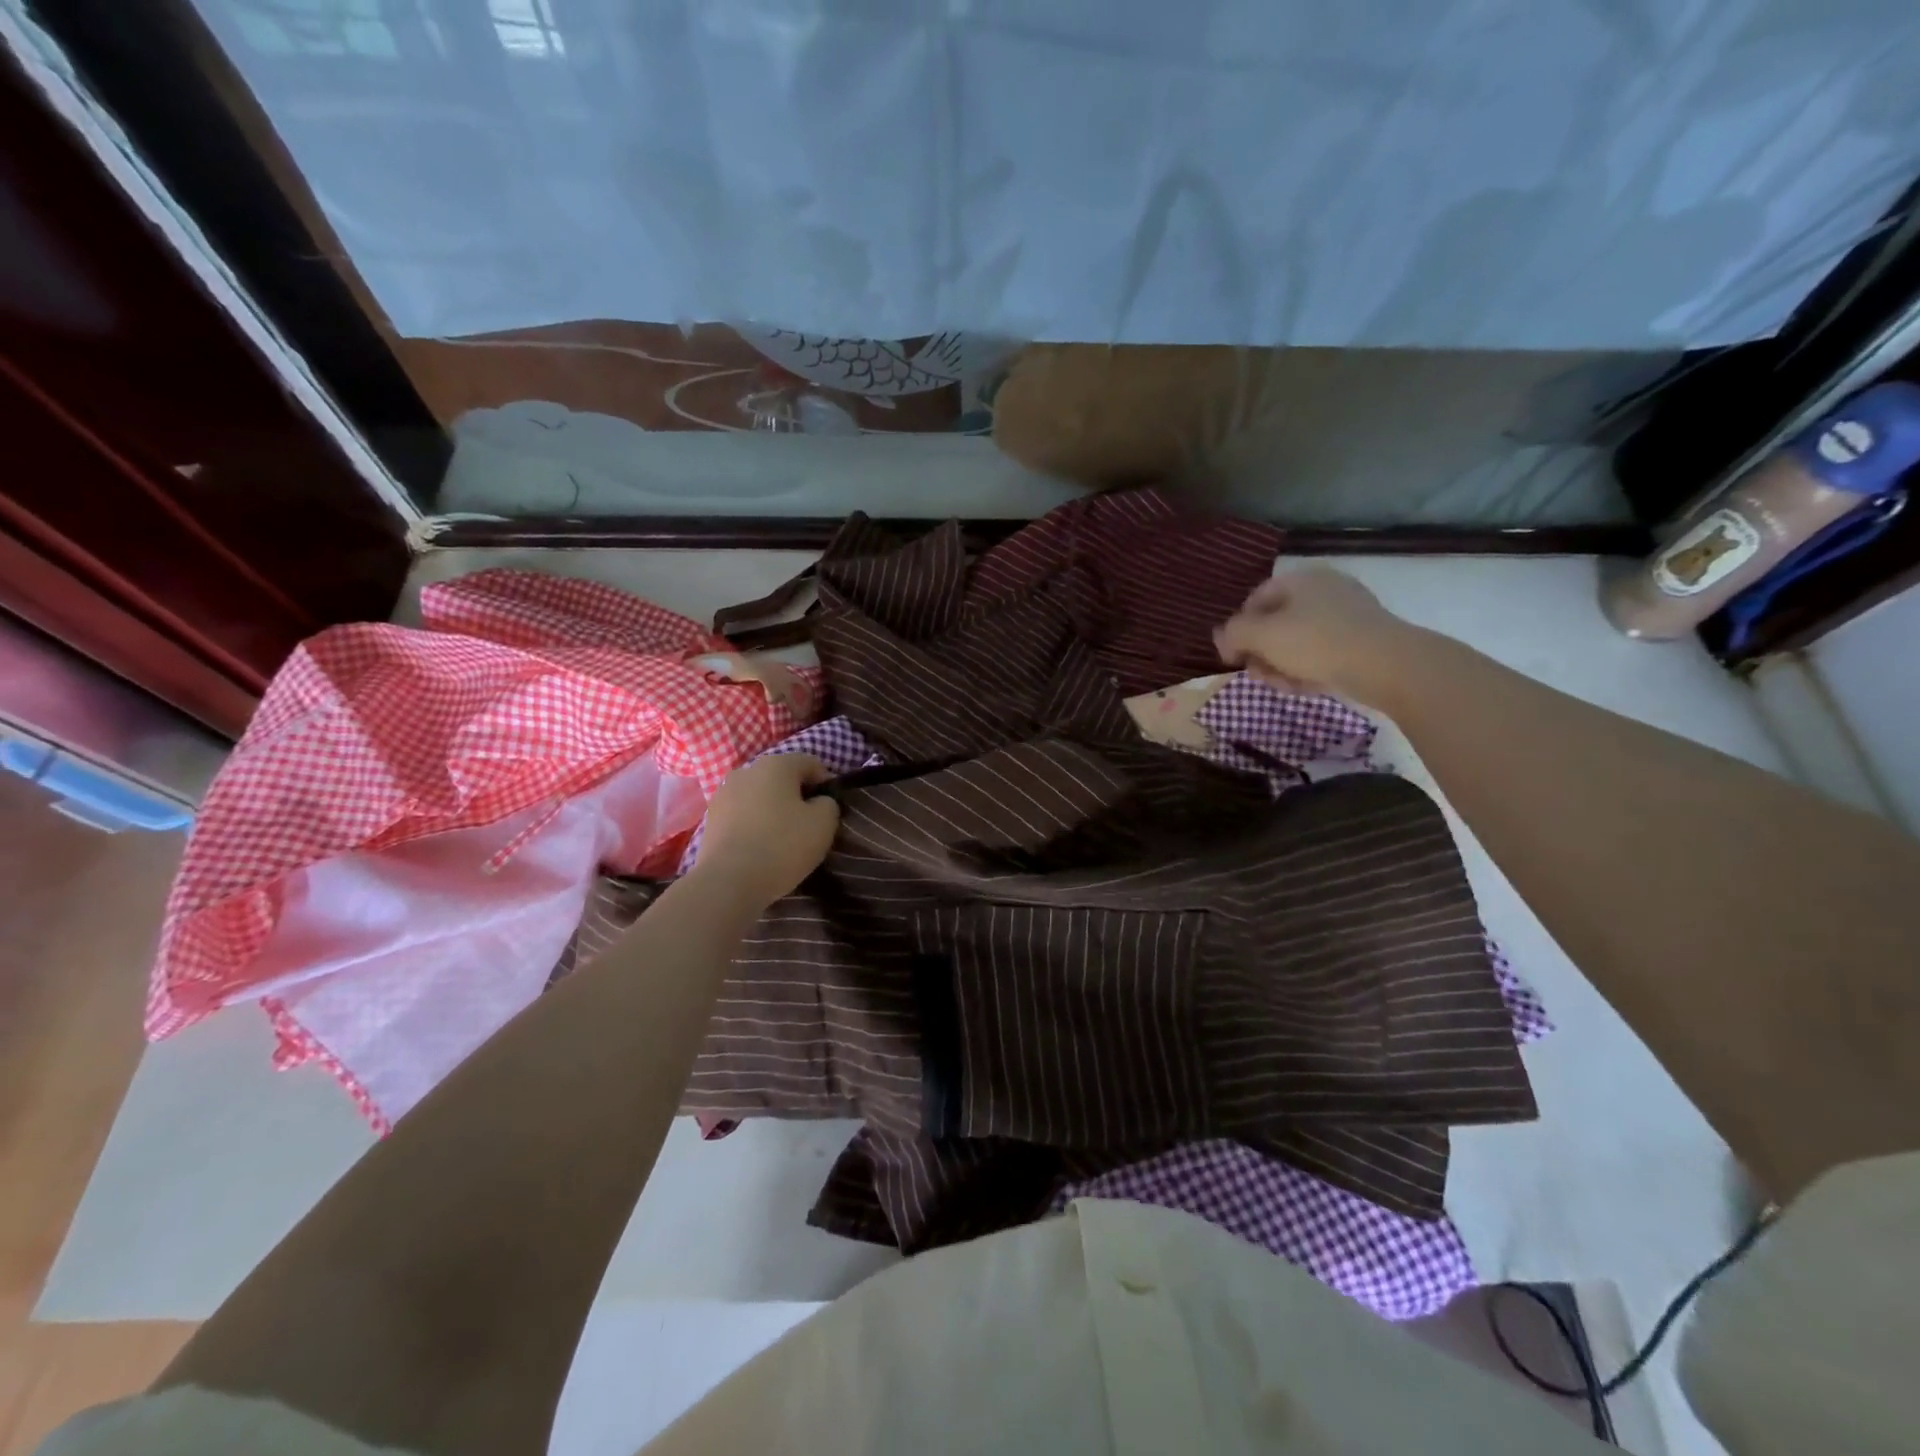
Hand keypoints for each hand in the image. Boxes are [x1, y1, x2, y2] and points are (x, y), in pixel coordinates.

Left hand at [691, 754, 840, 909]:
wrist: (728, 881)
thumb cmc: (782, 845)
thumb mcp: (824, 824)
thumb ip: (828, 804)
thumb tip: (818, 802)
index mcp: (776, 764)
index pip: (810, 763)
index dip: (825, 783)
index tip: (830, 809)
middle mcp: (747, 770)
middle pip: (782, 778)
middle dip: (797, 796)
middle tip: (808, 824)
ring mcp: (724, 793)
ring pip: (760, 795)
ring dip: (773, 809)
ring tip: (782, 837)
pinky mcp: (711, 818)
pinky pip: (742, 813)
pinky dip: (754, 823)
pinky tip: (760, 846)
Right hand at [1214, 568, 1415, 703]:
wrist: (1386, 665)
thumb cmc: (1316, 642)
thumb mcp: (1261, 636)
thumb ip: (1233, 633)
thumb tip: (1221, 637)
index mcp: (1301, 578)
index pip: (1255, 599)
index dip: (1237, 628)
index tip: (1232, 657)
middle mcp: (1324, 590)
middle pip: (1277, 622)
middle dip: (1261, 652)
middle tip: (1257, 675)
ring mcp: (1347, 614)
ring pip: (1299, 641)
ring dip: (1282, 665)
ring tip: (1282, 686)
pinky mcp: (1363, 640)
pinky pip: (1323, 652)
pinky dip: (1309, 669)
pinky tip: (1305, 688)